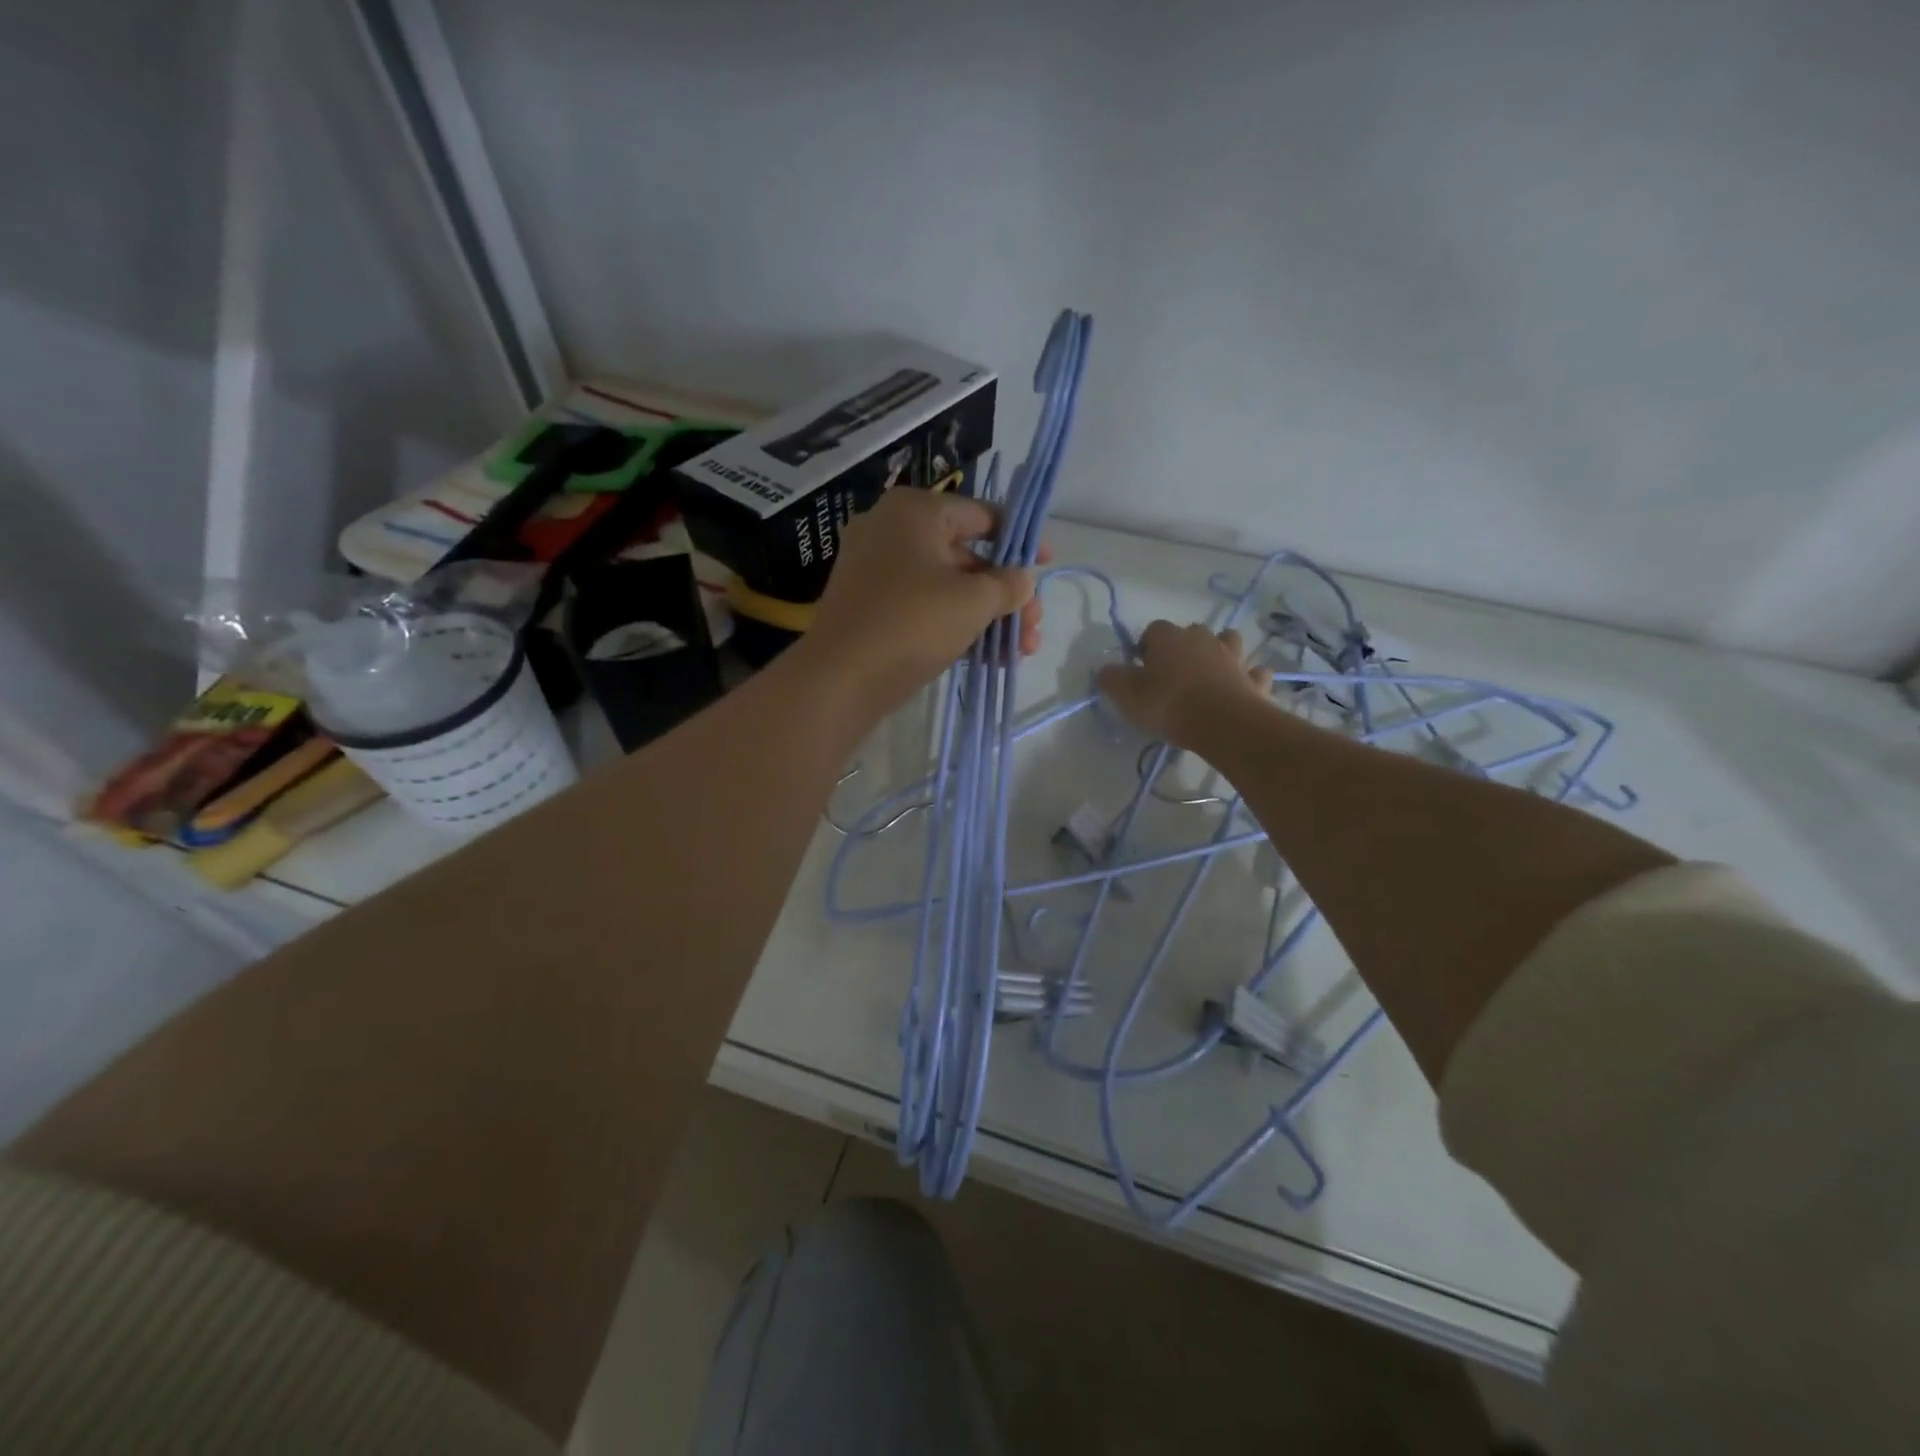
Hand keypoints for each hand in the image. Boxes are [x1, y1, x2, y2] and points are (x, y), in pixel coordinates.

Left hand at [806, 489, 1041, 715]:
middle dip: (1007, 595)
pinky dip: (956, 626)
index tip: (1046, 566)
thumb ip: (1008, 585)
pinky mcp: (871, 606)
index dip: (1021, 541)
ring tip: (1020, 651)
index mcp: (916, 511)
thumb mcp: (973, 601)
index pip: (983, 515)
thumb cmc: (912, 623)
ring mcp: (876, 569)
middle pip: (967, 556)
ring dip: (987, 616)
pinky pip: (924, 606)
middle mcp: (892, 530)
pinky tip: (989, 657)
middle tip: (1034, 627)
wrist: (839, 679)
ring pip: (947, 586)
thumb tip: (1023, 580)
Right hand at [1095, 622, 1272, 749]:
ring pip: (1228, 642)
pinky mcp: (1253, 679)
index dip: (1145, 648)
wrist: (1223, 723)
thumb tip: (1105, 670)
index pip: (1152, 630)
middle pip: (1190, 632)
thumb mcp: (1126, 695)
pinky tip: (1243, 687)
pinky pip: (1253, 672)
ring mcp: (1233, 657)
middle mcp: (1202, 638)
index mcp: (1169, 637)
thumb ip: (1111, 679)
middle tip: (1172, 675)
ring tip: (1210, 673)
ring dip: (1220, 652)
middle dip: (1182, 648)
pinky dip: (1248, 677)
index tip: (1140, 671)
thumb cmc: (1168, 704)